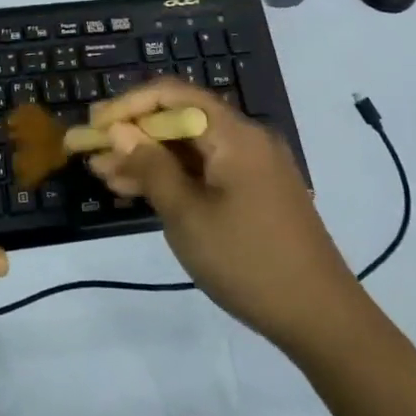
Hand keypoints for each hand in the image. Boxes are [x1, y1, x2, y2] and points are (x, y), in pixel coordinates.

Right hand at [86, 80, 359, 349]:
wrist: (324, 320)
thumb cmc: (249, 262)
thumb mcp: (188, 216)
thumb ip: (151, 167)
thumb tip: (118, 130)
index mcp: (233, 133)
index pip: (171, 95)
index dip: (127, 105)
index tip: (94, 125)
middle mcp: (245, 138)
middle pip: (179, 119)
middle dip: (133, 134)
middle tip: (92, 154)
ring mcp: (253, 166)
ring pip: (190, 147)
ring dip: (148, 158)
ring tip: (105, 177)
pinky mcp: (256, 192)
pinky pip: (206, 170)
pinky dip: (174, 177)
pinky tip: (141, 193)